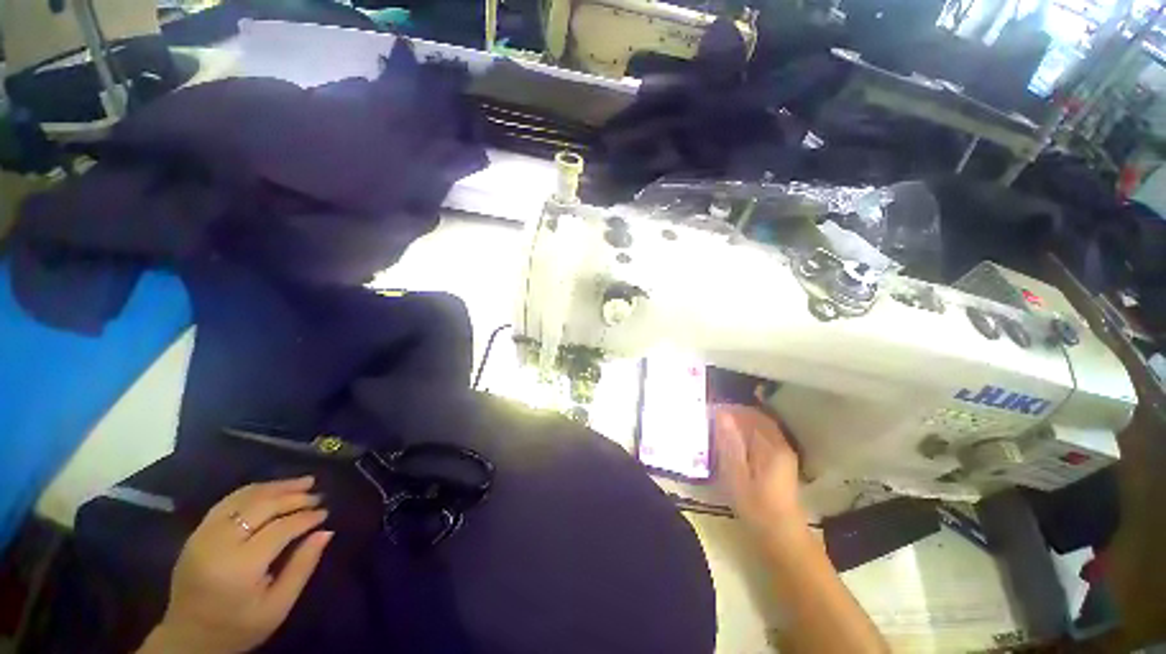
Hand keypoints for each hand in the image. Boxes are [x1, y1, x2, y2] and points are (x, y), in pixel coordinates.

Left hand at [139, 477, 332, 653]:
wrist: (188, 639)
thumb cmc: (239, 626)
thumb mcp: (278, 606)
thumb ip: (302, 567)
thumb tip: (325, 532)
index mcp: (239, 566)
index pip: (280, 529)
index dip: (306, 518)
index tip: (325, 513)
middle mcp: (218, 543)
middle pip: (261, 507)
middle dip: (293, 497)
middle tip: (318, 495)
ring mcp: (203, 535)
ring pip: (244, 498)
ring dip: (276, 487)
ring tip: (302, 482)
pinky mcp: (196, 533)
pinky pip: (228, 502)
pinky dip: (254, 491)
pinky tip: (272, 490)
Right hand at [714, 404, 806, 534]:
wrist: (781, 536)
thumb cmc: (756, 507)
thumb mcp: (737, 475)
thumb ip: (729, 443)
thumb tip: (721, 414)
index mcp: (772, 446)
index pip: (750, 414)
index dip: (729, 409)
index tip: (709, 410)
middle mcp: (780, 444)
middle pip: (756, 418)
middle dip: (733, 413)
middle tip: (711, 417)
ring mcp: (782, 452)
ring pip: (758, 427)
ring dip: (739, 422)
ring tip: (718, 426)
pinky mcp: (779, 461)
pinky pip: (761, 436)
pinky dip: (745, 433)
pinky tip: (732, 440)